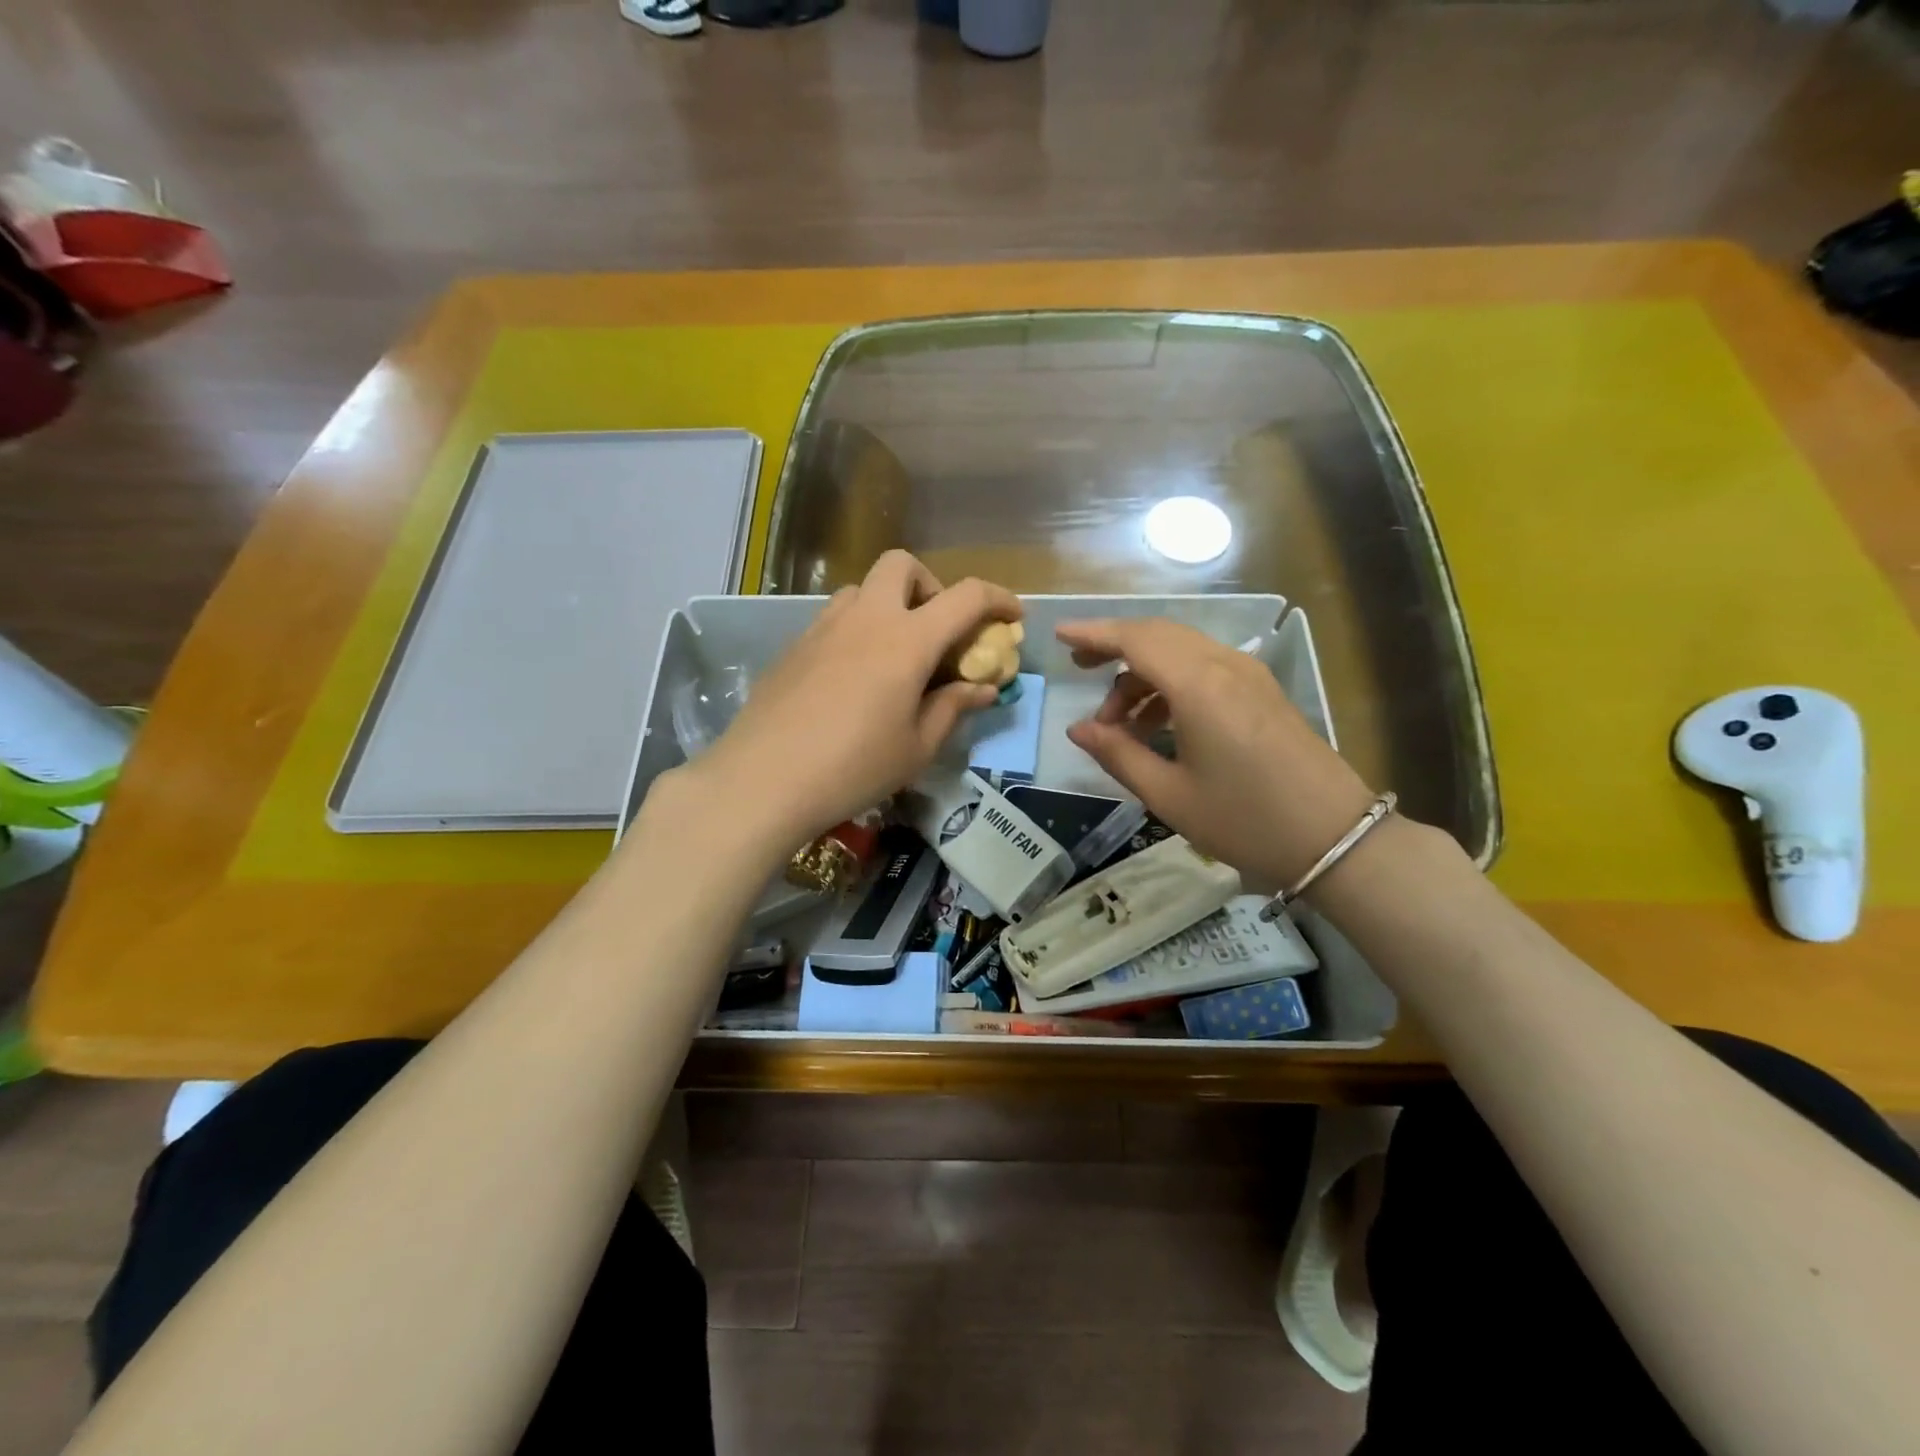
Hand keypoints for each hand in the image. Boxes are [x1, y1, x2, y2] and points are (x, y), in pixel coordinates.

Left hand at [694, 551, 1021, 847]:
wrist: (763, 780)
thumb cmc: (854, 767)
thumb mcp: (917, 746)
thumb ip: (953, 707)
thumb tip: (983, 688)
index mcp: (907, 639)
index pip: (966, 596)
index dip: (998, 599)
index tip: (1012, 618)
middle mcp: (866, 618)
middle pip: (902, 565)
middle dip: (930, 585)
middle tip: (937, 630)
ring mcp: (823, 628)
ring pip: (862, 589)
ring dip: (889, 605)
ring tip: (894, 655)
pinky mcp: (794, 647)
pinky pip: (834, 618)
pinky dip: (857, 630)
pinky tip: (853, 678)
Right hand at [1057, 618, 1377, 891]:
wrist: (1336, 838)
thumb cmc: (1245, 820)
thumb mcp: (1169, 796)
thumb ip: (1118, 755)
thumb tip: (1077, 729)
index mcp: (1198, 686)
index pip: (1135, 640)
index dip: (1093, 633)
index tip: (1058, 634)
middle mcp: (1224, 666)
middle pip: (1158, 635)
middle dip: (1114, 646)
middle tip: (1079, 669)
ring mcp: (1249, 675)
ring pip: (1182, 651)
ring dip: (1143, 673)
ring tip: (1117, 722)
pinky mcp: (1263, 691)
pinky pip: (1205, 667)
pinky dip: (1171, 682)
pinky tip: (1158, 723)